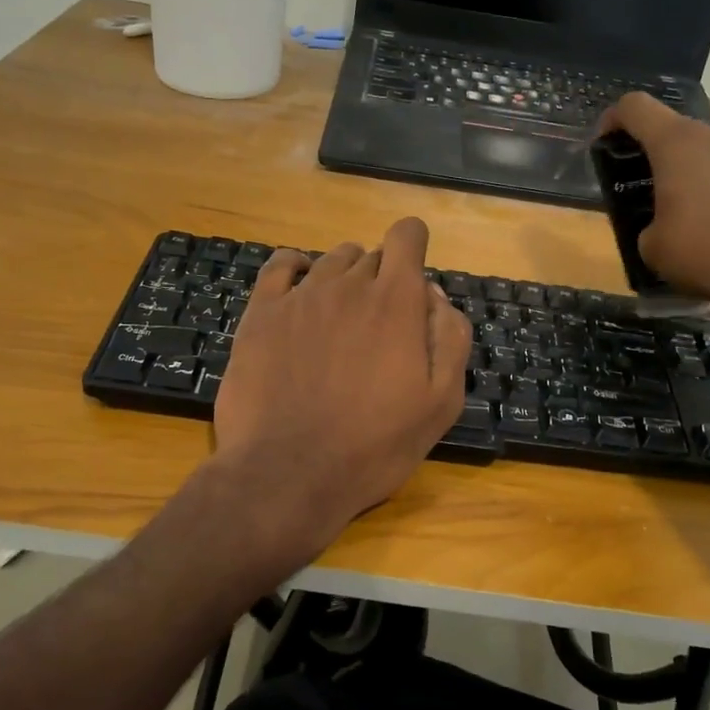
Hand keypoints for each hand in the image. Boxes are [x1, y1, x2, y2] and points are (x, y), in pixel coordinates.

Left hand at [211, 217, 470, 563]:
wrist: (287, 473)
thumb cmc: (373, 445)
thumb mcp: (440, 402)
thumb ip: (449, 337)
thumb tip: (434, 296)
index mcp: (395, 301)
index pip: (407, 236)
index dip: (414, 246)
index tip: (412, 277)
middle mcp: (348, 285)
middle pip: (371, 255)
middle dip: (382, 279)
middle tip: (379, 329)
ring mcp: (300, 296)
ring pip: (330, 260)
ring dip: (344, 278)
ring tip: (341, 320)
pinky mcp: (261, 314)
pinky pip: (280, 266)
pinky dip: (295, 267)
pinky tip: (299, 286)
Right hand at [597, 93, 709, 335]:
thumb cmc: (708, 251)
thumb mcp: (655, 250)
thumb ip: (652, 228)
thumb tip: (663, 229)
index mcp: (677, 144)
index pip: (636, 108)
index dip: (616, 118)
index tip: (609, 139)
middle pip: (688, 135)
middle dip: (677, 164)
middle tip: (676, 202)